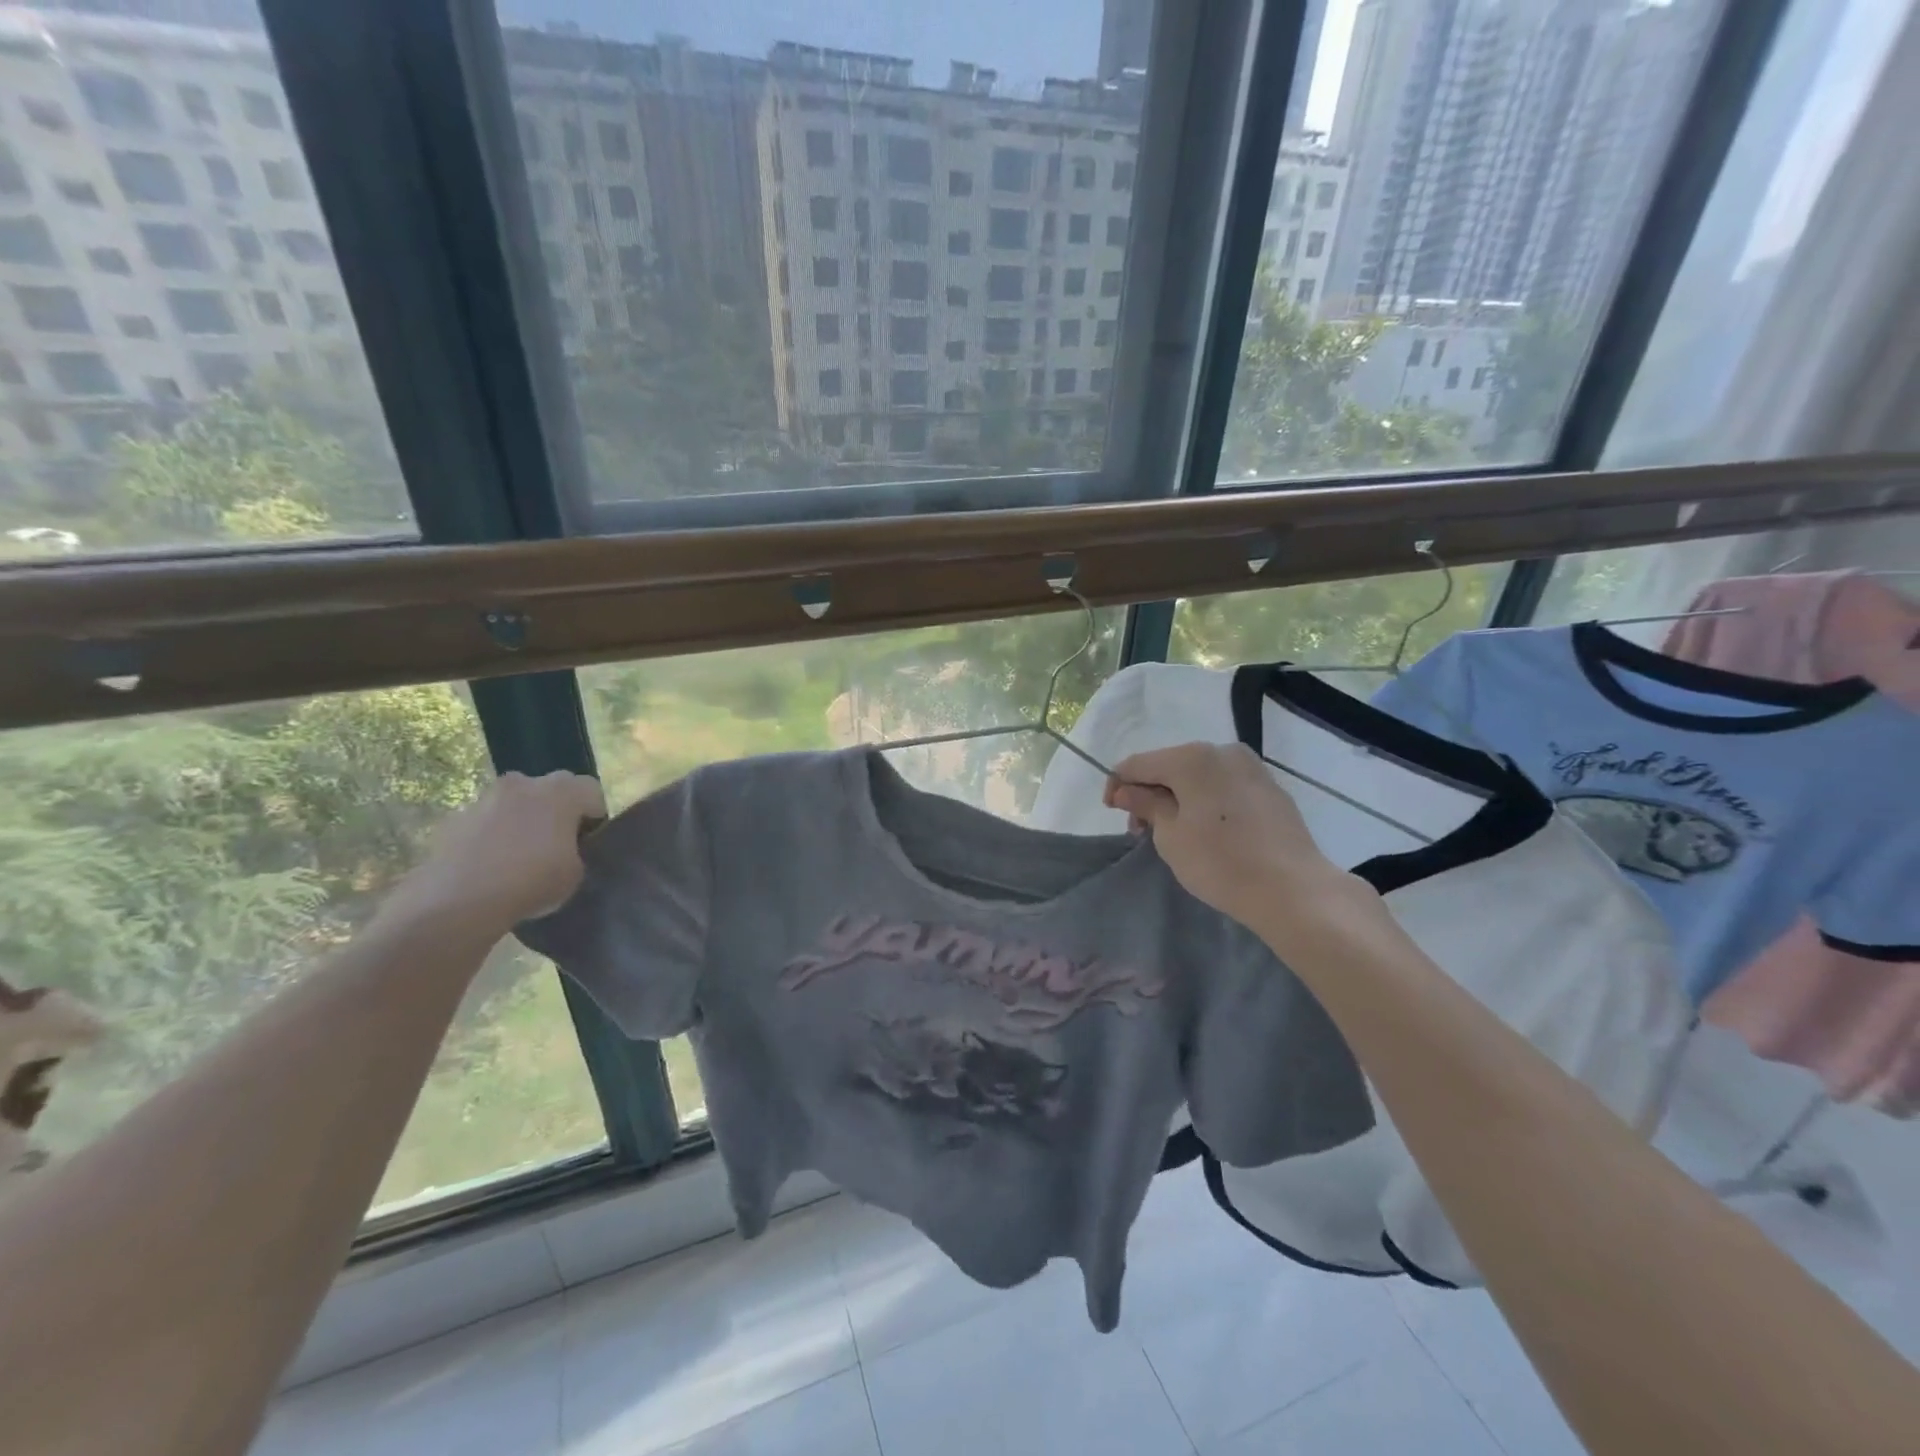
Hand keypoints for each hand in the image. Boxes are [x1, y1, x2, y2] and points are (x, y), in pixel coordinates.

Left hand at [391, 771, 607, 937]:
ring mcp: (484, 798)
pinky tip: (490, 868)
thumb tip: (564, 850)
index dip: (593, 817)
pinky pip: (485, 822)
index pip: (591, 791)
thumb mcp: (576, 873)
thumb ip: (576, 851)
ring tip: (519, 859)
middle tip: (556, 846)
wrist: (458, 901)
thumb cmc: (532, 881)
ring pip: (514, 804)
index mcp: (561, 791)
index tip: (587, 843)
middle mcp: (523, 783)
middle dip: (556, 812)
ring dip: (521, 822)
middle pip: (550, 790)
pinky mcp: (454, 819)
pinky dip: (491, 837)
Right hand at [1104, 743, 1350, 928]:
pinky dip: (1205, 800)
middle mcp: (1222, 751)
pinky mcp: (1269, 787)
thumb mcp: (1170, 836)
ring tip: (1172, 832)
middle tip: (1141, 830)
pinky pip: (1223, 785)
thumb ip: (1145, 805)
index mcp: (1192, 757)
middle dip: (1150, 792)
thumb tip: (1126, 790)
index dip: (1118, 785)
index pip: (1138, 763)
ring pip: (1198, 775)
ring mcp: (1250, 767)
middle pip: (1170, 765)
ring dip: (1177, 797)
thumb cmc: (1220, 862)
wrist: (1293, 890)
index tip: (1112, 812)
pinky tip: (1206, 829)